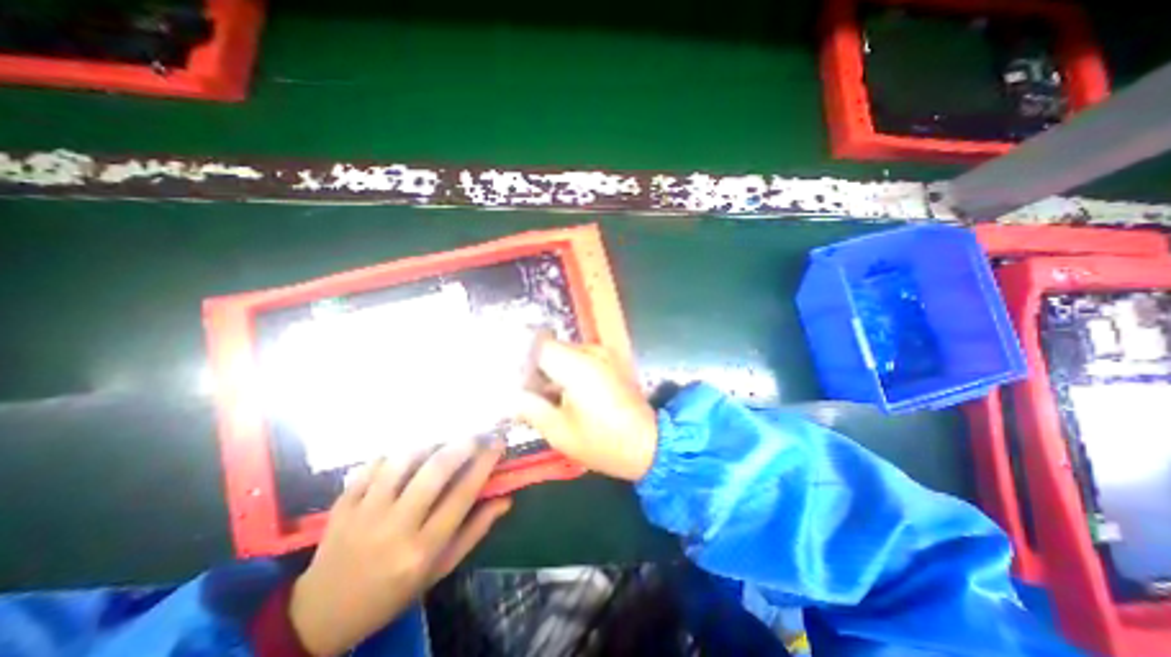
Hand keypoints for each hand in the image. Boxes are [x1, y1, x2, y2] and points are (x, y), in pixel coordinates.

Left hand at [286, 442, 509, 656]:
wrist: (323, 615)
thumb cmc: (394, 592)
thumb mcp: (440, 569)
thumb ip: (475, 531)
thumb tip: (506, 500)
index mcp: (423, 549)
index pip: (462, 494)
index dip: (484, 463)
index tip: (498, 444)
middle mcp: (394, 528)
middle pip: (434, 472)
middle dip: (462, 445)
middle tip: (476, 434)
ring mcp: (363, 514)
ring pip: (402, 461)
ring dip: (428, 445)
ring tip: (442, 442)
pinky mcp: (341, 506)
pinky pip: (372, 466)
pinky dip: (394, 454)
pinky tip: (405, 456)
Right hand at [520, 342, 656, 480]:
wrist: (649, 445)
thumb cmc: (603, 442)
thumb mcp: (559, 431)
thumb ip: (530, 408)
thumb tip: (511, 396)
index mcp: (577, 365)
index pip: (538, 344)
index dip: (521, 359)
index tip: (512, 380)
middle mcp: (591, 352)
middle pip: (551, 349)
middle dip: (535, 369)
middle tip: (526, 396)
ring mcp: (604, 355)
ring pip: (565, 355)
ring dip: (552, 373)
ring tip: (545, 400)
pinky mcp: (611, 363)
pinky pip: (580, 360)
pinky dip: (568, 374)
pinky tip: (564, 397)